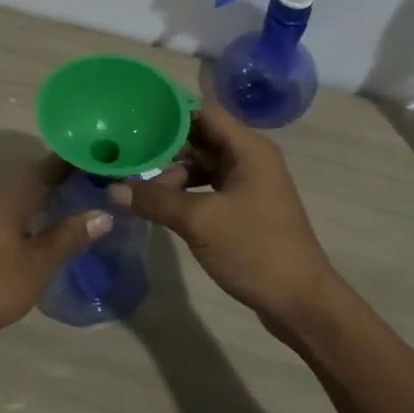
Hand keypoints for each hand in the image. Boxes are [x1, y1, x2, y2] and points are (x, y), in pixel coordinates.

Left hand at [0, 155, 110, 350]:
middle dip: (67, 178)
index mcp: (12, 192)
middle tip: (102, 186)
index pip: (52, 164)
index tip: (108, 163)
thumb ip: (69, 236)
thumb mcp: (37, 264)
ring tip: (80, 204)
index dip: (79, 161)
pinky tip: (44, 228)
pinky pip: (9, 209)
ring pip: (21, 193)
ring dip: (48, 196)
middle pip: (36, 176)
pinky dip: (31, 211)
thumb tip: (104, 213)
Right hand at [111, 104, 334, 328]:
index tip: (134, 117)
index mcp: (248, 149)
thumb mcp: (199, 221)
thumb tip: (113, 188)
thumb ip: (156, 200)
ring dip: (172, 174)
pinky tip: (160, 205)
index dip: (169, 112)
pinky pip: (208, 188)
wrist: (300, 301)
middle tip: (125, 152)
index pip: (204, 112)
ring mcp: (248, 185)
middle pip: (201, 138)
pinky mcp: (244, 209)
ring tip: (137, 186)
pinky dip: (185, 193)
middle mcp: (250, 159)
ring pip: (203, 166)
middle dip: (164, 146)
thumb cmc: (254, 249)